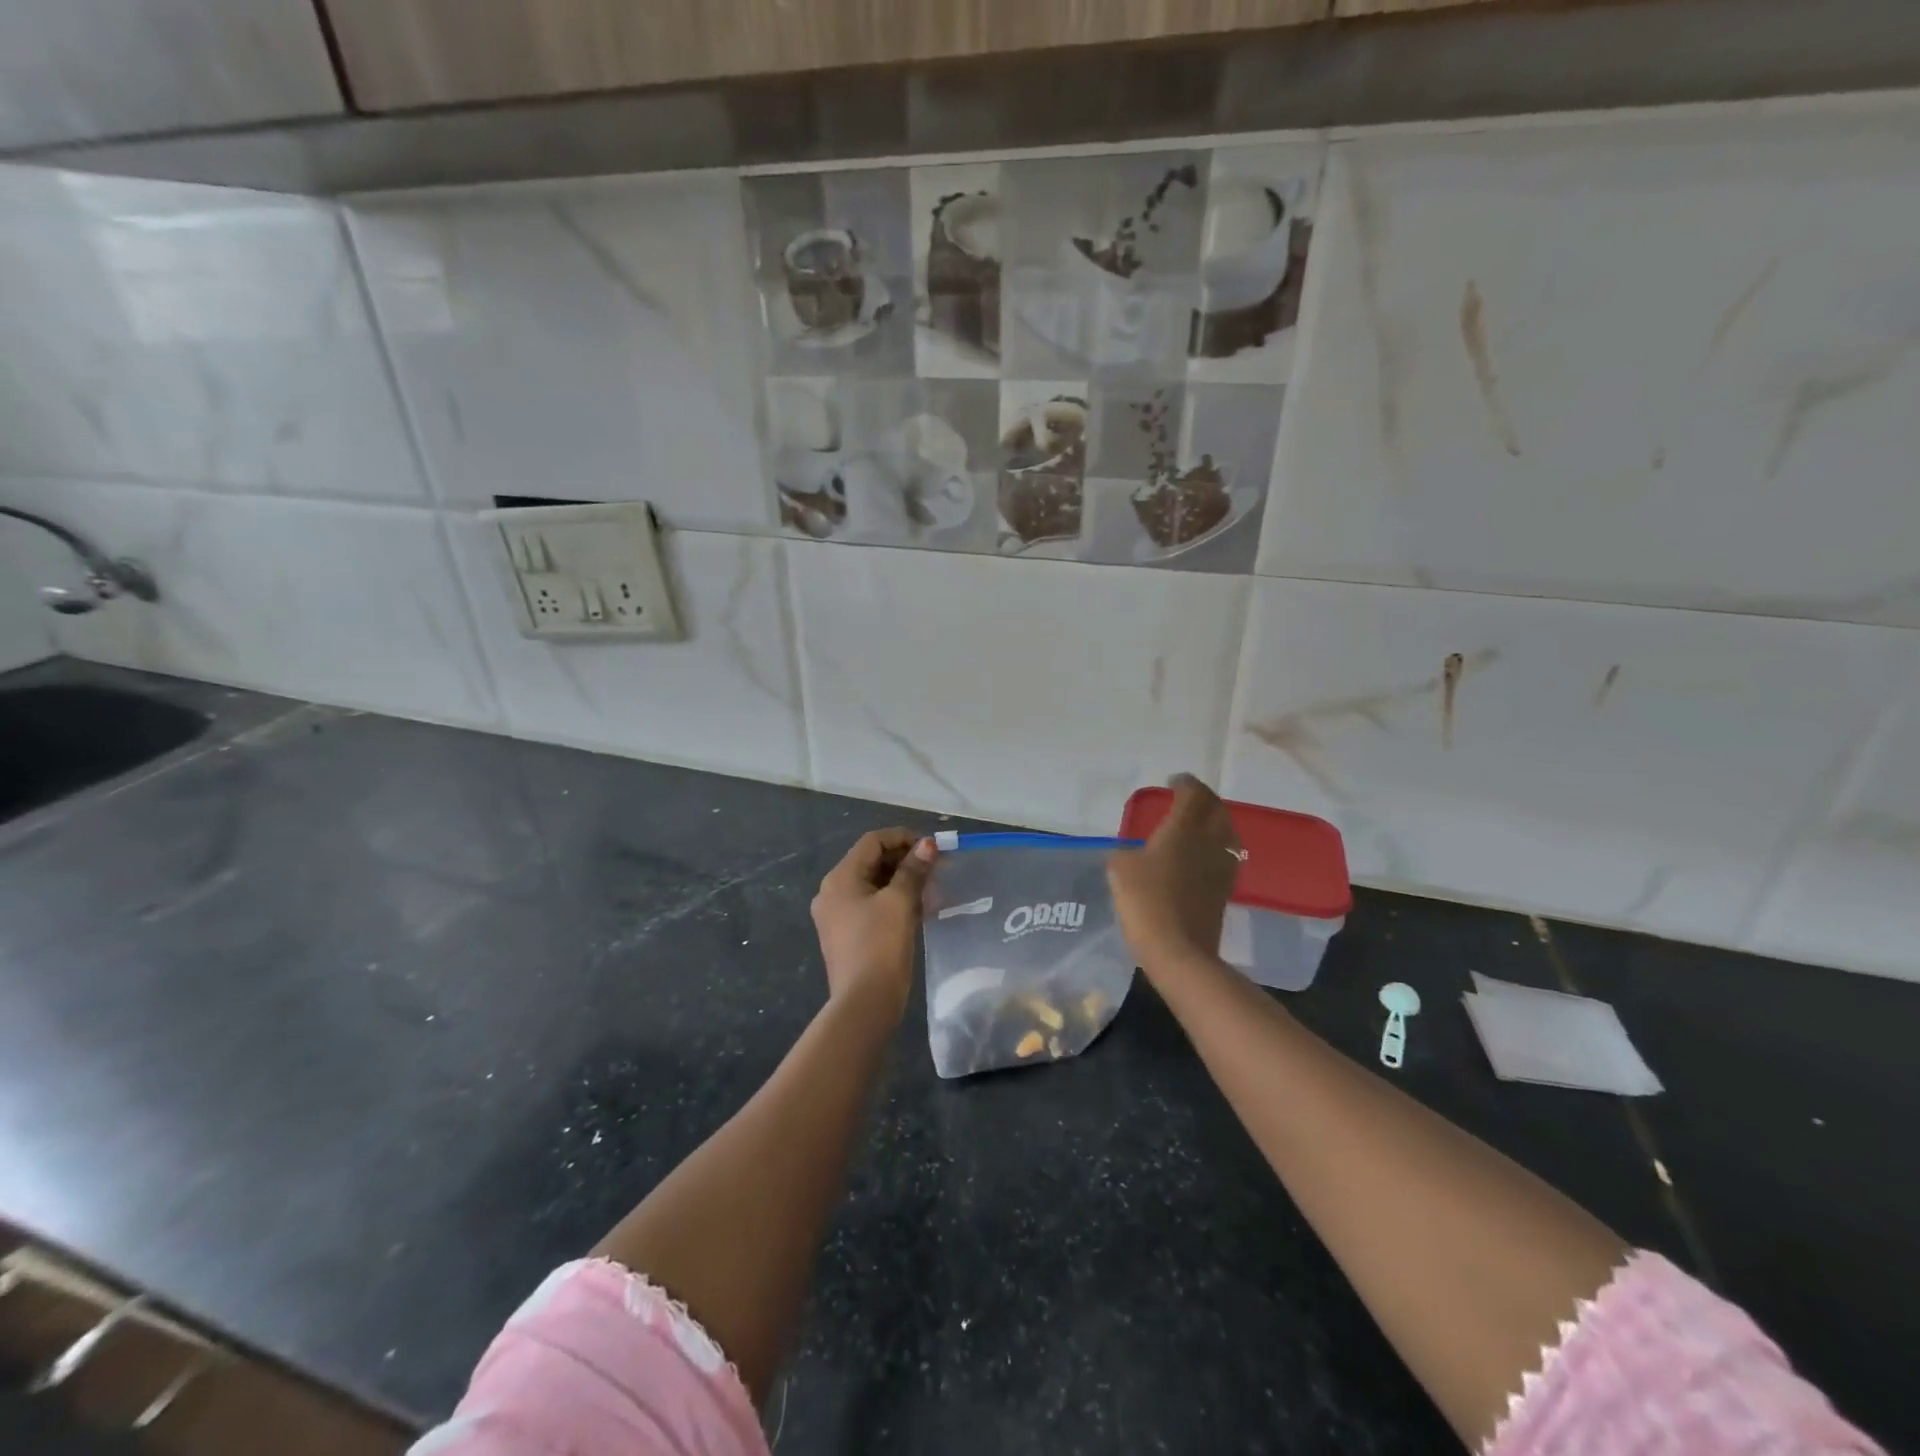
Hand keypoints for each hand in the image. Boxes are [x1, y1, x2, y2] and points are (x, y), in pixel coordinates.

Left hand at [811, 829, 936, 1019]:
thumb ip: (913, 870)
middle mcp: (833, 892)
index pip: (872, 842)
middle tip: (936, 867)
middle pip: (871, 862)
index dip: (903, 837)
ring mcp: (838, 916)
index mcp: (840, 878)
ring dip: (903, 881)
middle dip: (905, 860)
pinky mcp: (848, 935)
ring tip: (933, 887)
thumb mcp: (900, 902)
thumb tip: (927, 844)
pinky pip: (873, 906)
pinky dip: (895, 901)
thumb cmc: (880, 946)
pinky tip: (921, 909)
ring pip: (874, 885)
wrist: (864, 1004)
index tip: (932, 846)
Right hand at [1107, 774, 1240, 969]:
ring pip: (1227, 832)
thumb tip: (1133, 854)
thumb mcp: (1120, 868)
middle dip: (1203, 799)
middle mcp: (1209, 841)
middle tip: (1188, 798)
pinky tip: (1203, 856)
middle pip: (1216, 809)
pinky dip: (1216, 846)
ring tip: (1198, 824)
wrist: (1178, 950)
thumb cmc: (1145, 901)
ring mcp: (1222, 866)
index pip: (1193, 794)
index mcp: (1184, 828)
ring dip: (1215, 821)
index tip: (1174, 782)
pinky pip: (1226, 856)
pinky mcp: (1225, 890)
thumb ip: (1126, 852)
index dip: (1185, 784)